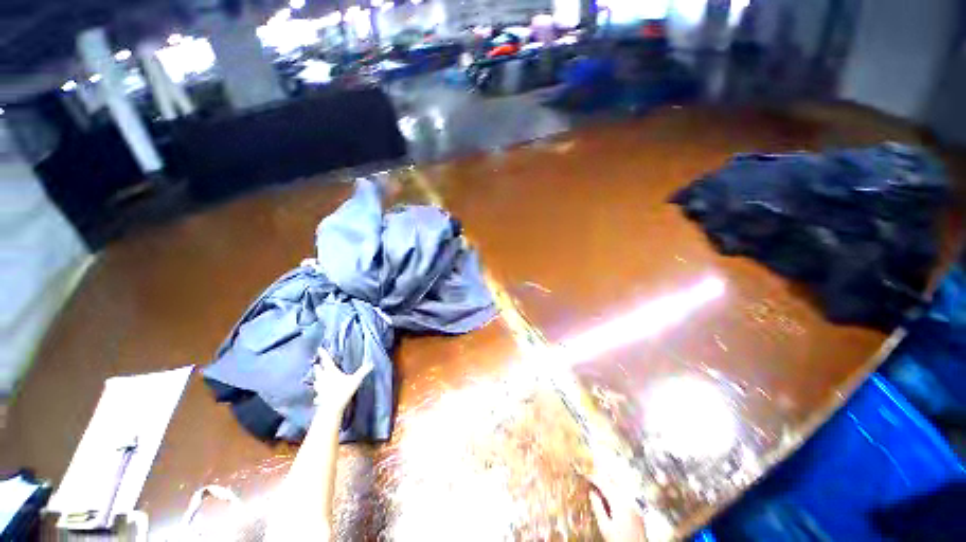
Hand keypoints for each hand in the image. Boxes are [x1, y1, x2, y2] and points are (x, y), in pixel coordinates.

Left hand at [312, 347, 372, 412]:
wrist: (331, 408)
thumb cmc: (343, 391)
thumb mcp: (355, 380)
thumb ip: (363, 371)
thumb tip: (371, 363)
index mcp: (331, 372)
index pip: (327, 361)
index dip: (323, 354)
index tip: (319, 348)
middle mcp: (323, 378)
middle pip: (319, 371)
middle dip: (318, 367)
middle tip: (316, 364)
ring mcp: (320, 388)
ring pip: (316, 381)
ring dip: (316, 378)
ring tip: (316, 378)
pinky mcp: (319, 397)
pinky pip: (317, 394)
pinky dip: (317, 393)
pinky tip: (317, 397)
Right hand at [589, 475, 646, 541]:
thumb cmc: (620, 541)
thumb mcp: (605, 527)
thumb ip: (598, 508)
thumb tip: (592, 492)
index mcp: (619, 502)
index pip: (603, 482)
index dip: (593, 477)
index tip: (584, 474)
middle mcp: (628, 499)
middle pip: (613, 480)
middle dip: (601, 477)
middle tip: (591, 479)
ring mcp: (635, 503)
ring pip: (619, 484)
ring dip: (609, 482)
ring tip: (599, 487)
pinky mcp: (637, 508)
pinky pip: (625, 492)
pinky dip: (616, 489)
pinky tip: (610, 496)